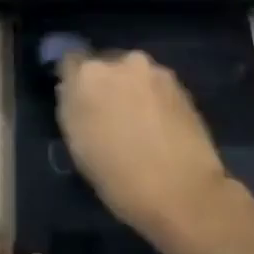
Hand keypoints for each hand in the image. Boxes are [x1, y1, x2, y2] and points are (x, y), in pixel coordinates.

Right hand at [56, 49, 230, 237]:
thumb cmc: (119, 178)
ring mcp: (153, 70)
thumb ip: (73, 108)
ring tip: (138, 122)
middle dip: (104, 83)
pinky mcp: (180, 83)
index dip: (74, 81)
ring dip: (130, 89)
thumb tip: (76, 93)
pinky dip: (153, 98)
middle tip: (109, 114)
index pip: (70, 62)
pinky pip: (155, 85)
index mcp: (87, 76)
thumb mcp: (78, 146)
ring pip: (132, 73)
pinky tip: (159, 125)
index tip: (78, 101)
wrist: (183, 191)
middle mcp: (120, 62)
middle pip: (104, 64)